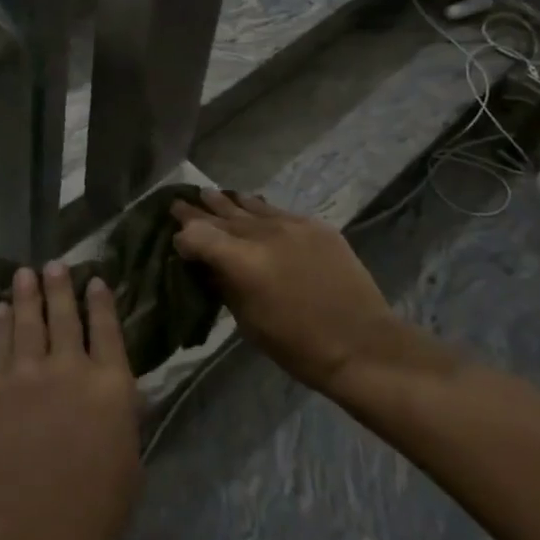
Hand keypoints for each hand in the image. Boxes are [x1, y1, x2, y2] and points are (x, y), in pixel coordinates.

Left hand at [0, 263, 140, 539]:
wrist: (31, 531)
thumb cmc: (94, 509)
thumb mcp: (129, 461)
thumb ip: (123, 417)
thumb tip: (119, 392)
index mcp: (112, 385)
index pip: (108, 329)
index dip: (102, 302)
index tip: (95, 280)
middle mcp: (71, 367)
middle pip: (66, 316)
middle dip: (62, 287)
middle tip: (56, 265)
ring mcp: (28, 374)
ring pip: (29, 321)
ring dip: (28, 293)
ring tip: (26, 272)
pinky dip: (0, 323)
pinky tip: (1, 309)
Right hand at [171, 190, 397, 395]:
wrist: (362, 344)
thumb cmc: (298, 346)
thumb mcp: (247, 322)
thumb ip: (224, 285)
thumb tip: (208, 266)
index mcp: (242, 260)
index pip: (197, 234)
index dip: (183, 237)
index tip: (177, 243)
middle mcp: (264, 233)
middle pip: (221, 214)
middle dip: (198, 210)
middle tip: (178, 202)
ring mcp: (292, 225)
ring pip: (250, 205)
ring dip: (227, 202)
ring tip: (210, 193)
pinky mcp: (316, 226)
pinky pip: (278, 211)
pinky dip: (260, 209)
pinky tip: (252, 205)